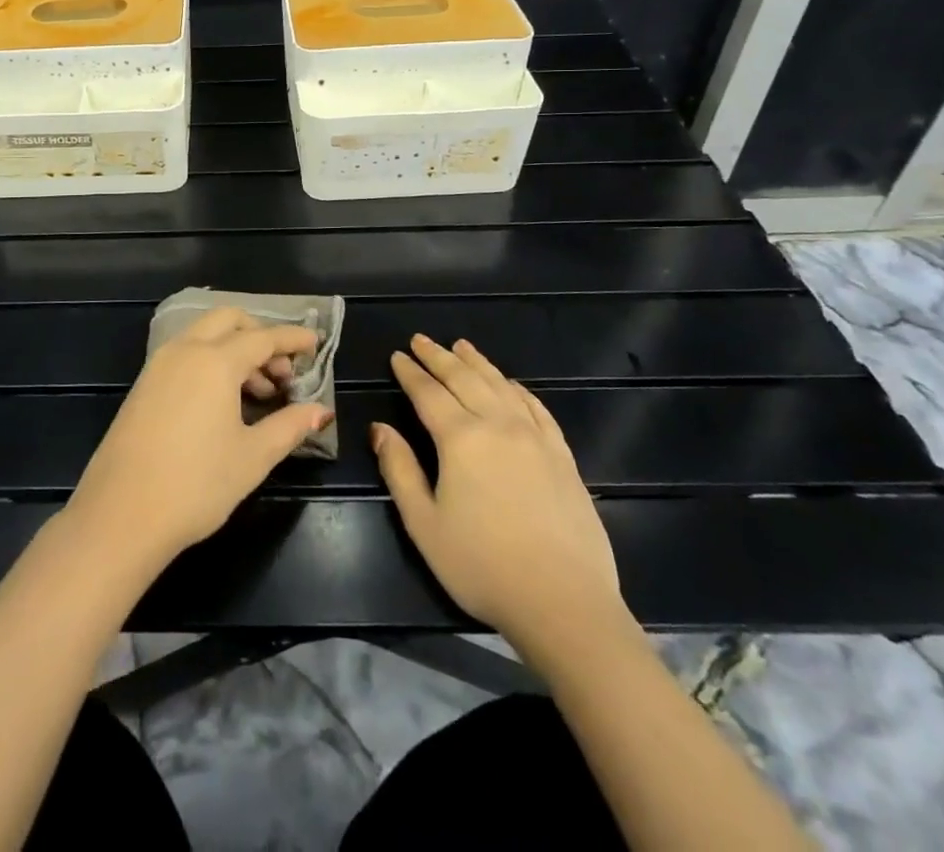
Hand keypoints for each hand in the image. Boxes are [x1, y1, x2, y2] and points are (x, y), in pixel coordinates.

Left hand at [65, 308, 332, 569]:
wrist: (121, 514)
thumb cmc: (196, 485)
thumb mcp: (253, 457)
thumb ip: (290, 426)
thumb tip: (322, 410)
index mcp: (215, 361)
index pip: (263, 337)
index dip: (292, 339)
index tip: (315, 342)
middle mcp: (185, 350)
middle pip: (228, 321)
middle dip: (260, 336)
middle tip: (282, 373)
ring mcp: (159, 365)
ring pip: (204, 336)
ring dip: (235, 350)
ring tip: (259, 394)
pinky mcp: (143, 384)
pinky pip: (185, 355)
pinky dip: (211, 361)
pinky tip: (224, 402)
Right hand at [372, 335, 624, 651]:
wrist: (564, 603)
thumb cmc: (482, 566)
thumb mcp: (424, 523)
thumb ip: (399, 470)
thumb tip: (379, 429)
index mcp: (460, 438)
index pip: (428, 393)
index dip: (410, 372)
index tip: (398, 355)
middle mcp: (498, 425)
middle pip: (464, 379)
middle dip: (439, 356)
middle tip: (421, 340)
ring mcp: (535, 438)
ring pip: (501, 386)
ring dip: (478, 363)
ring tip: (462, 346)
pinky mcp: (563, 456)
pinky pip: (537, 409)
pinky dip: (519, 390)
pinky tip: (512, 385)